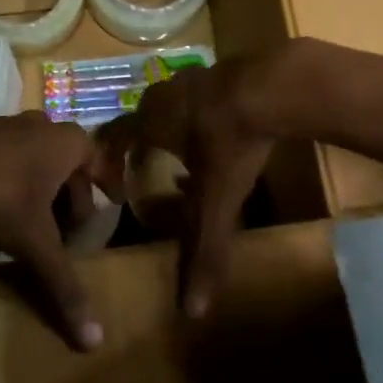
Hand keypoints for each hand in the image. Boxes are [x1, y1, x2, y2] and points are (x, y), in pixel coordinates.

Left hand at [0, 112, 121, 350]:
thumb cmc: (0, 196)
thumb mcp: (35, 243)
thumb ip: (64, 285)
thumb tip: (94, 339)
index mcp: (67, 143)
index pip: (99, 162)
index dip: (106, 184)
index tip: (112, 202)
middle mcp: (42, 126)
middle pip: (67, 163)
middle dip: (71, 194)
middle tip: (69, 228)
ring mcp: (8, 125)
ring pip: (37, 157)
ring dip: (41, 186)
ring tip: (35, 221)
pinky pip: (8, 157)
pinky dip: (14, 179)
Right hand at [98, 46, 289, 317]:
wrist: (275, 84)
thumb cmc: (231, 142)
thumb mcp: (217, 200)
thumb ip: (203, 250)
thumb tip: (191, 310)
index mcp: (150, 122)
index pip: (112, 139)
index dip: (107, 161)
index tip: (112, 185)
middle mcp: (162, 96)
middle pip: (140, 121)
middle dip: (140, 148)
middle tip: (146, 173)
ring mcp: (192, 78)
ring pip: (170, 108)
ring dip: (171, 132)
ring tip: (184, 160)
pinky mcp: (221, 71)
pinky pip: (198, 98)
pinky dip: (199, 118)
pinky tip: (221, 135)